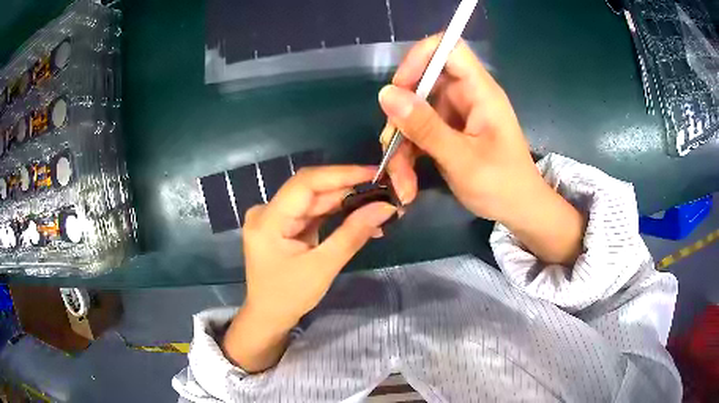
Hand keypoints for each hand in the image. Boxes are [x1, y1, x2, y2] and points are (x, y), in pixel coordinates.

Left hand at [223, 166, 395, 371]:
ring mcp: (275, 218)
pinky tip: (360, 218)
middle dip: (349, 190)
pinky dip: (336, 215)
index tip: (374, 173)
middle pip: (312, 191)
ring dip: (346, 203)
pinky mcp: (285, 226)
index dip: (341, 174)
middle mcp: (268, 211)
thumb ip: (353, 233)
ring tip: (378, 206)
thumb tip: (385, 207)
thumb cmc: (289, 297)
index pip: (306, 183)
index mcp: (268, 219)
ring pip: (315, 201)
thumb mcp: (323, 267)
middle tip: (384, 191)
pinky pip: (313, 213)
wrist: (269, 317)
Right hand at [379, 35, 584, 264]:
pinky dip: (408, 156)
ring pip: (413, 113)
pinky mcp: (448, 132)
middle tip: (392, 150)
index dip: (420, 58)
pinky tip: (407, 184)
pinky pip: (417, 132)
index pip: (448, 48)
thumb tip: (386, 94)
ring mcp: (455, 115)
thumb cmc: (503, 186)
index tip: (399, 87)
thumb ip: (426, 127)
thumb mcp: (462, 160)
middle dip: (400, 118)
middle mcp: (465, 96)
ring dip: (401, 146)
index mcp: (480, 91)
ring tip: (402, 183)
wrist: (519, 211)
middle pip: (421, 85)